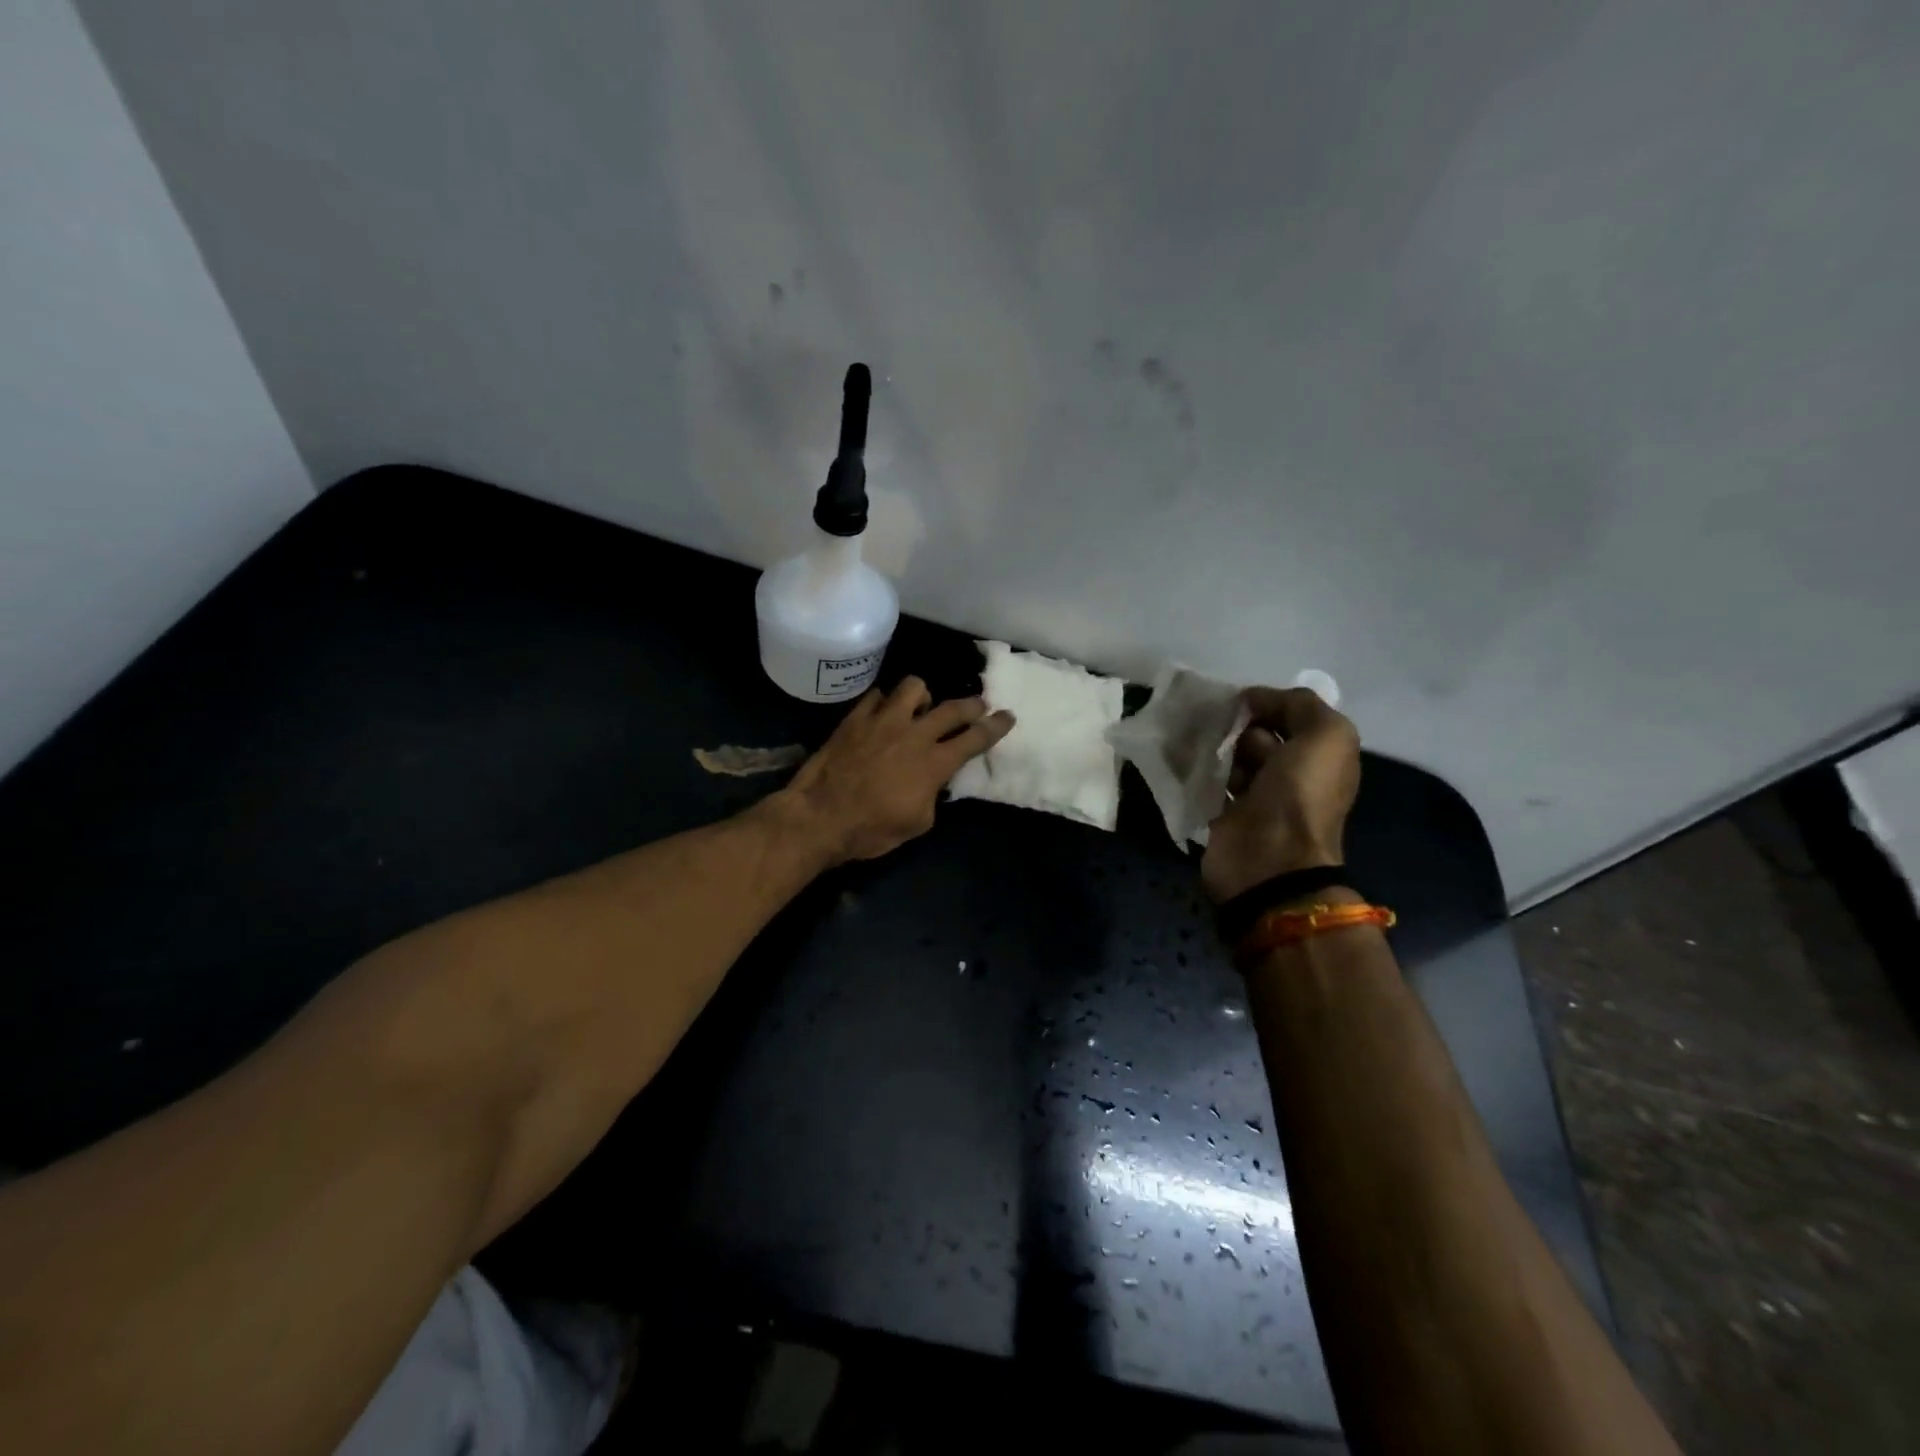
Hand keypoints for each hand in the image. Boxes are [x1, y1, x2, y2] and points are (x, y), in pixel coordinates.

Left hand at [774, 677, 1014, 863]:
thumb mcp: (917, 822)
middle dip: (972, 704)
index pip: (975, 739)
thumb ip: (932, 795)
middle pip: (953, 708)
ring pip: (914, 687)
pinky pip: (877, 696)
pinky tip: (883, 713)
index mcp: (934, 763)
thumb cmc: (871, 829)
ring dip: (924, 696)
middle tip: (978, 705)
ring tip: (921, 707)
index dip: (995, 727)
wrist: (821, 816)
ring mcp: (883, 720)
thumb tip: (933, 782)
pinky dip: (885, 702)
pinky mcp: (856, 718)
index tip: (1007, 716)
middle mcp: (914, 734)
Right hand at [1201, 686, 1360, 903]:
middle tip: (1215, 726)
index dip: (1267, 704)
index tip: (1240, 702)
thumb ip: (1300, 705)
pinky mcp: (1224, 815)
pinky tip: (1182, 759)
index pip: (1290, 715)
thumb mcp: (1326, 736)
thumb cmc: (1299, 795)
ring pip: (1229, 757)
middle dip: (1235, 726)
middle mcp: (1291, 774)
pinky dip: (1196, 770)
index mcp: (1320, 756)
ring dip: (1212, 747)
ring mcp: (1256, 797)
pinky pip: (1208, 781)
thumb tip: (1255, 700)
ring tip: (1192, 741)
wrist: (1268, 860)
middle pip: (1256, 735)